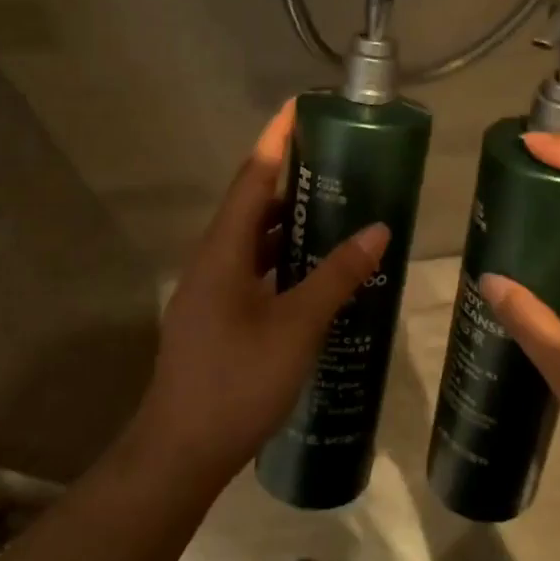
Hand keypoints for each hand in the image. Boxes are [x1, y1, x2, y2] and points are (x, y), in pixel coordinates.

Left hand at [138, 102, 389, 480]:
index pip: (251, 177)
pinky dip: (285, 259)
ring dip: (289, 221)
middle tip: (337, 160)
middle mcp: (212, 261)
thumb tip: (378, 229)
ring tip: (335, 207)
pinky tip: (317, 269)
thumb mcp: (297, 326)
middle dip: (290, 177)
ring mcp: (212, 292)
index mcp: (222, 251)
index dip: (276, 139)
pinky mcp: (218, 317)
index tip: (300, 107)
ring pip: (253, 241)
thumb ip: (337, 276)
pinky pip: (255, 270)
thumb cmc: (237, 382)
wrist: (181, 453)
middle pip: (251, 204)